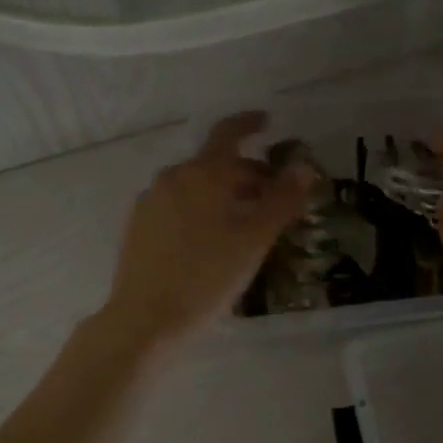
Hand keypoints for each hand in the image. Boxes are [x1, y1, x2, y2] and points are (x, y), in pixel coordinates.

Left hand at [101, 112, 313, 349]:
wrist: (145, 319)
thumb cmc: (207, 278)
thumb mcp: (254, 241)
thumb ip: (282, 201)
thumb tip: (305, 167)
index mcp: (203, 173)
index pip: (229, 133)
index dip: (250, 124)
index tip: (268, 124)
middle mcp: (173, 177)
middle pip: (214, 164)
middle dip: (245, 173)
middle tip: (271, 196)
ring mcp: (150, 201)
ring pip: (194, 185)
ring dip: (222, 193)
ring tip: (243, 222)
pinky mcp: (138, 225)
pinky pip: (176, 204)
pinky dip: (199, 208)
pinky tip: (209, 239)